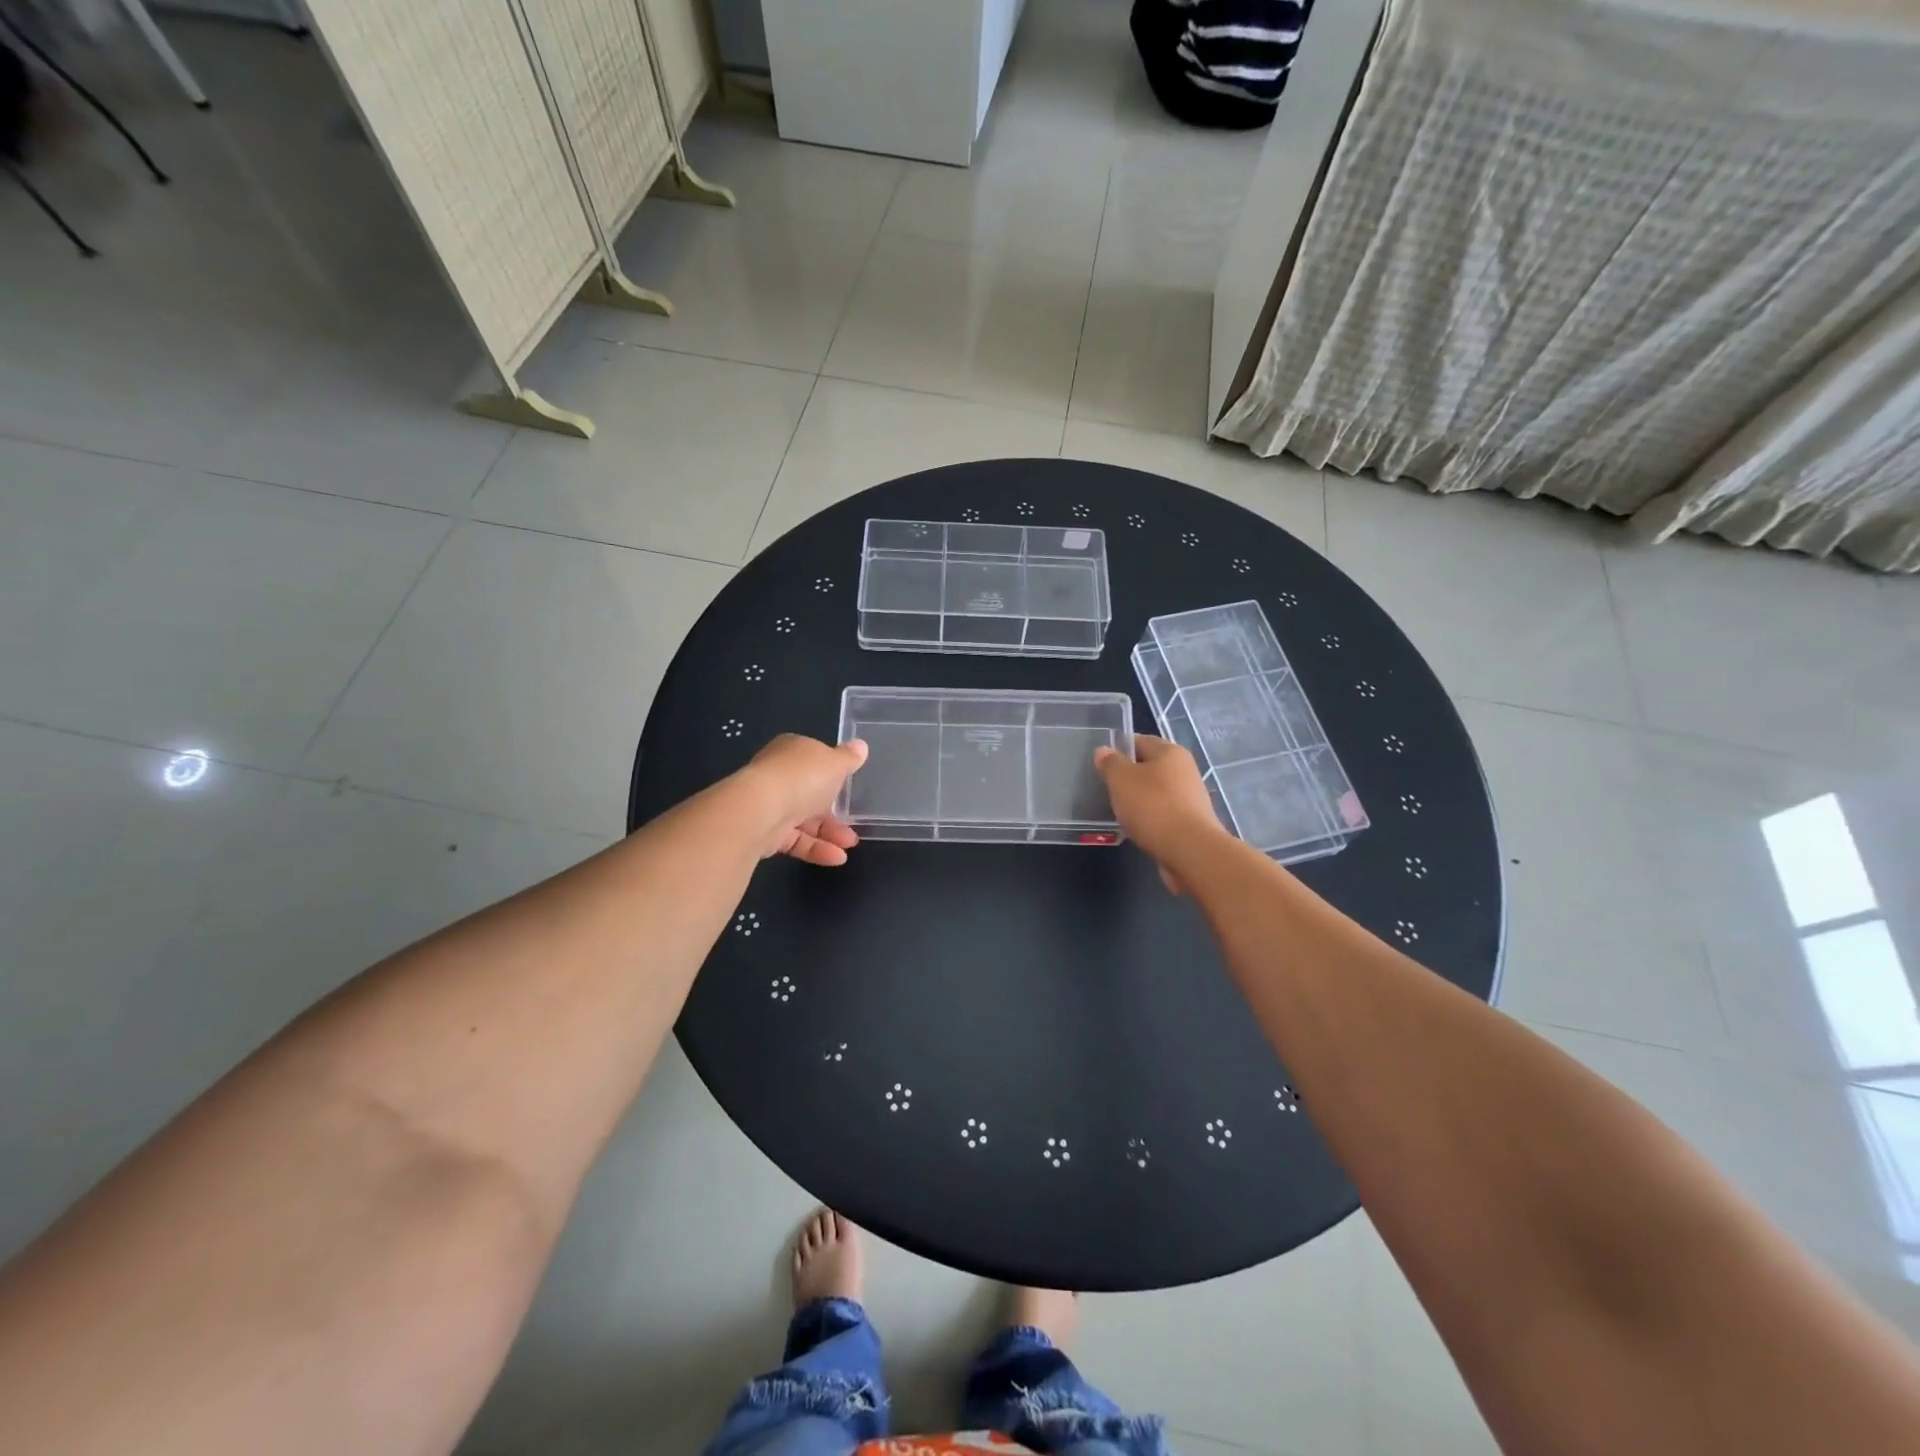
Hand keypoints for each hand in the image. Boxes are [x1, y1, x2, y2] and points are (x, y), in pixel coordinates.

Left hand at [738, 734, 868, 865]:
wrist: (760, 811)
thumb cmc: (802, 778)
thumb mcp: (836, 763)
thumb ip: (849, 758)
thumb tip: (861, 746)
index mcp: (791, 752)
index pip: (813, 760)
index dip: (832, 773)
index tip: (850, 787)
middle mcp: (777, 776)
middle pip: (810, 793)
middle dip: (834, 810)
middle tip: (855, 823)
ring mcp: (769, 805)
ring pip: (803, 819)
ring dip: (829, 832)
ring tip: (851, 844)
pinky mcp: (764, 833)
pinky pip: (795, 840)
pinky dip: (816, 848)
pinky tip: (837, 858)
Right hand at [1094, 735, 1225, 892]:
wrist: (1190, 850)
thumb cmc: (1153, 806)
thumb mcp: (1121, 779)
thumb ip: (1110, 763)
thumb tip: (1104, 751)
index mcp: (1170, 752)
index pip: (1139, 741)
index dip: (1118, 749)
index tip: (1100, 765)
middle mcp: (1185, 770)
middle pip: (1149, 767)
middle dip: (1128, 777)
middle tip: (1106, 789)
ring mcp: (1190, 797)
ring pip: (1156, 792)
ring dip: (1138, 800)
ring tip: (1118, 811)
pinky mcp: (1191, 822)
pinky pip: (1163, 813)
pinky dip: (1149, 818)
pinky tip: (1136, 828)